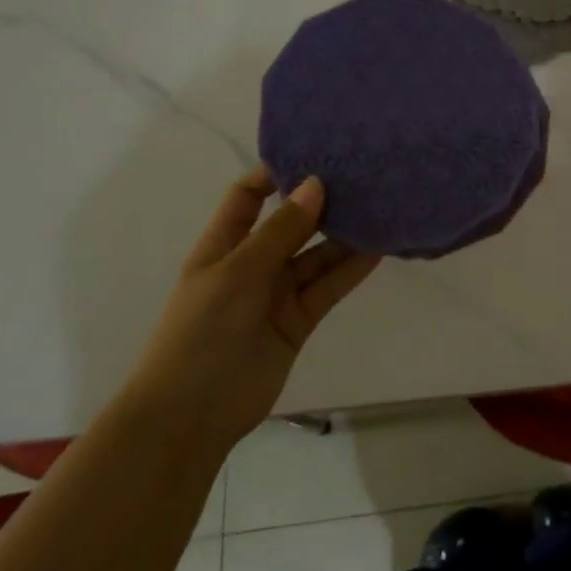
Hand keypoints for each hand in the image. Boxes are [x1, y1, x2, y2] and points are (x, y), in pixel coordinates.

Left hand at [120, 170, 379, 453]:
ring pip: (317, 255)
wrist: (190, 416)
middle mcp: (252, 263)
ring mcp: (277, 293)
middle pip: (291, 223)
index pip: (248, 196)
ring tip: (381, 208)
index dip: (275, 174)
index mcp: (224, 245)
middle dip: (321, 203)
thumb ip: (281, 230)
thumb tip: (315, 183)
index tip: (316, 155)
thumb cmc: (201, 332)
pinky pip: (329, 286)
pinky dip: (352, 269)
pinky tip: (379, 249)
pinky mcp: (299, 320)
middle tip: (363, 177)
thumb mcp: (238, 272)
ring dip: (345, 236)